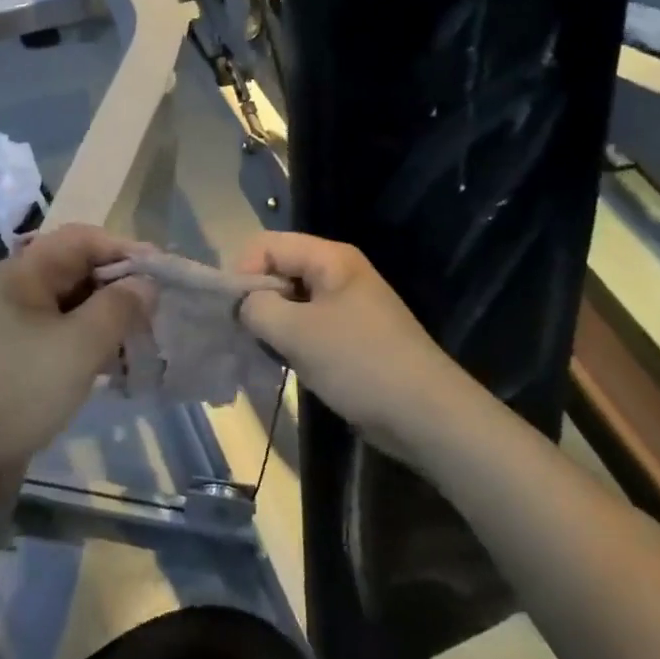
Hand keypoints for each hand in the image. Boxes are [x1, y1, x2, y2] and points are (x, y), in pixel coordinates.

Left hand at [0, 223, 153, 487]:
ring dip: (109, 318)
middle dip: (121, 286)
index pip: (83, 239)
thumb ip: (119, 306)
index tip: (164, 274)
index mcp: (23, 272)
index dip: (126, 249)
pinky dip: (91, 343)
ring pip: (74, 306)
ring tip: (143, 341)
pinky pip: (63, 336)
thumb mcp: (80, 345)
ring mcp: (14, 325)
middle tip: (158, 311)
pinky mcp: (17, 357)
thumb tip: (146, 284)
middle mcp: (17, 289)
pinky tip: (115, 367)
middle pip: (78, 270)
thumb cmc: (20, 389)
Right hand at [236, 232, 461, 453]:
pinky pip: (307, 325)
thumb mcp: (297, 332)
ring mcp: (345, 305)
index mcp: (330, 258)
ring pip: (290, 301)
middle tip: (247, 335)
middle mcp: (337, 273)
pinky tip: (286, 364)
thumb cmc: (359, 363)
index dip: (243, 272)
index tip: (234, 313)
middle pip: (278, 269)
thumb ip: (257, 308)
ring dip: (272, 324)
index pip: (266, 244)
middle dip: (256, 299)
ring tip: (265, 353)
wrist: (425, 414)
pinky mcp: (349, 335)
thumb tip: (243, 306)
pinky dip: (290, 340)